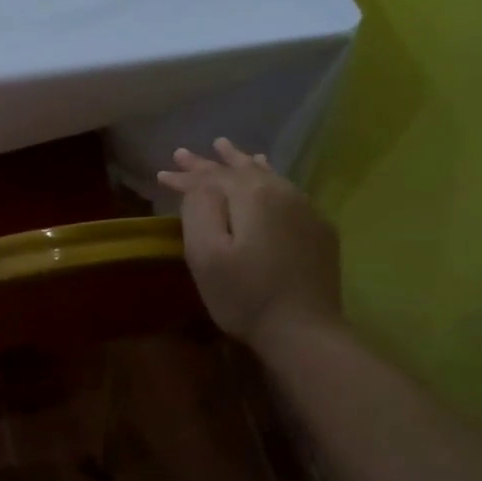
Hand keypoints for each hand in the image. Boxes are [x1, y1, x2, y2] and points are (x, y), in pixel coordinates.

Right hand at [156, 138, 342, 350]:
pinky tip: (266, 176)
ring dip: (242, 162)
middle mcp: (283, 192)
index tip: (161, 174)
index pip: (212, 177)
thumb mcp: (206, 254)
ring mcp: (306, 210)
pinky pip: (287, 190)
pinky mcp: (319, 229)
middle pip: (240, 170)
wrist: (304, 331)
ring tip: (226, 149)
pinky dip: (268, 178)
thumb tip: (200, 186)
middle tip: (184, 153)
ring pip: (267, 175)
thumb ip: (199, 209)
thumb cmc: (244, 295)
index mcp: (253, 196)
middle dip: (210, 163)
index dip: (186, 175)